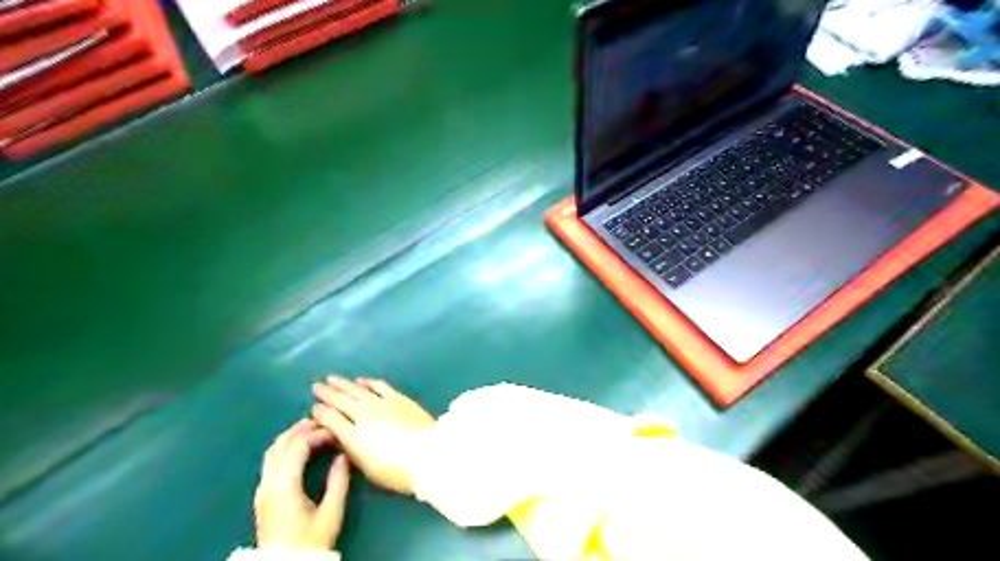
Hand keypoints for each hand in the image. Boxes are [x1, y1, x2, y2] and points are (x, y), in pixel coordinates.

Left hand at [255, 418, 349, 549]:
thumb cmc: (310, 541)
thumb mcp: (331, 513)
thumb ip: (338, 482)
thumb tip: (343, 456)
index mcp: (285, 484)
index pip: (298, 444)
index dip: (318, 433)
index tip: (337, 432)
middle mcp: (269, 482)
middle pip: (282, 443)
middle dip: (304, 428)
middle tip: (326, 423)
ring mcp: (263, 488)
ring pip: (273, 450)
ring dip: (292, 436)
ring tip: (313, 431)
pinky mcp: (263, 495)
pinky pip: (271, 461)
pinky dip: (286, 447)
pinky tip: (300, 450)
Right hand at [312, 377, 435, 494]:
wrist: (428, 454)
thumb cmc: (397, 471)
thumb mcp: (368, 468)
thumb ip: (352, 450)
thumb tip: (341, 437)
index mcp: (353, 436)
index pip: (331, 420)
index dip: (320, 413)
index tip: (314, 408)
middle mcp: (364, 415)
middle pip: (341, 400)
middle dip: (327, 393)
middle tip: (316, 387)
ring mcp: (382, 403)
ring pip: (357, 389)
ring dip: (343, 384)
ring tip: (332, 379)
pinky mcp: (398, 398)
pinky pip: (379, 385)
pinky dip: (367, 382)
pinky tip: (360, 380)